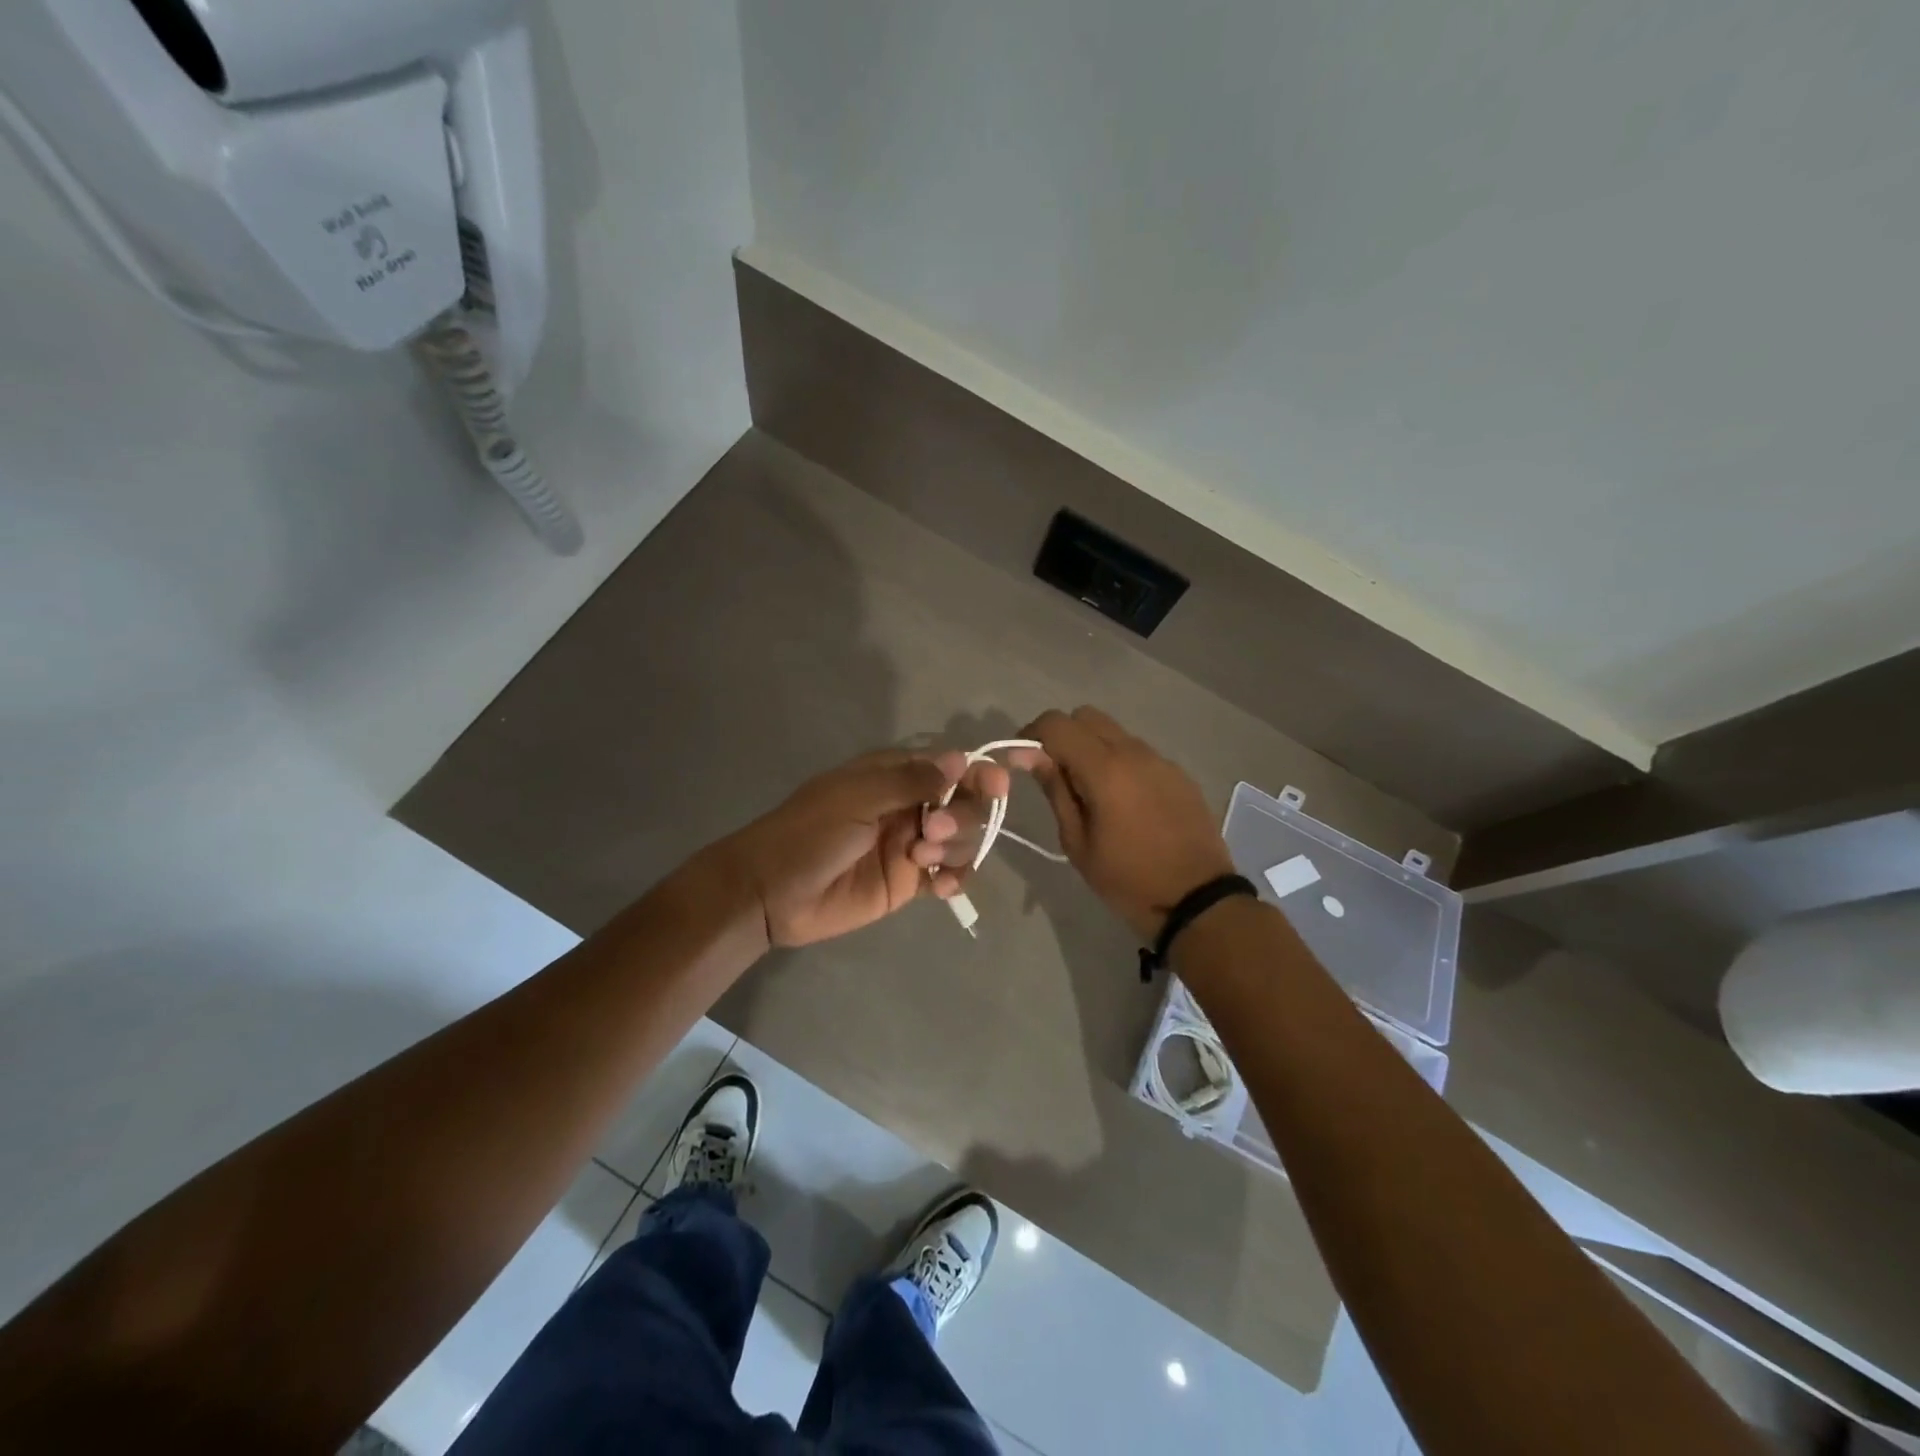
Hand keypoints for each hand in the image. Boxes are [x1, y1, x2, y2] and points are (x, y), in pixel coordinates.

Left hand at [724, 749, 1010, 947]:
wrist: (772, 893)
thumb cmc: (809, 834)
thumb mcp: (857, 798)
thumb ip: (911, 780)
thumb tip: (961, 758)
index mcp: (893, 776)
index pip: (949, 766)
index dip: (978, 773)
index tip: (998, 784)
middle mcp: (909, 806)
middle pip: (963, 803)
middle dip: (960, 815)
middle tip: (930, 832)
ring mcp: (910, 845)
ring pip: (960, 840)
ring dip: (954, 847)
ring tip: (921, 861)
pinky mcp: (908, 883)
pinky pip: (948, 876)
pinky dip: (955, 879)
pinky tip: (941, 888)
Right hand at [1010, 707, 1234, 942]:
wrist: (1198, 900)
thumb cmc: (1128, 879)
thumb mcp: (1078, 843)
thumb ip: (1055, 791)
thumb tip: (1029, 756)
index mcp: (1105, 769)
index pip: (1057, 724)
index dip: (1031, 735)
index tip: (1021, 761)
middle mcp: (1134, 752)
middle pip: (1086, 716)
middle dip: (1062, 735)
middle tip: (1053, 772)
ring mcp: (1160, 760)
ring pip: (1114, 732)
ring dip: (1091, 748)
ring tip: (1088, 790)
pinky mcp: (1178, 774)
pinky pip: (1138, 753)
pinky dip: (1118, 762)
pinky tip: (1121, 801)